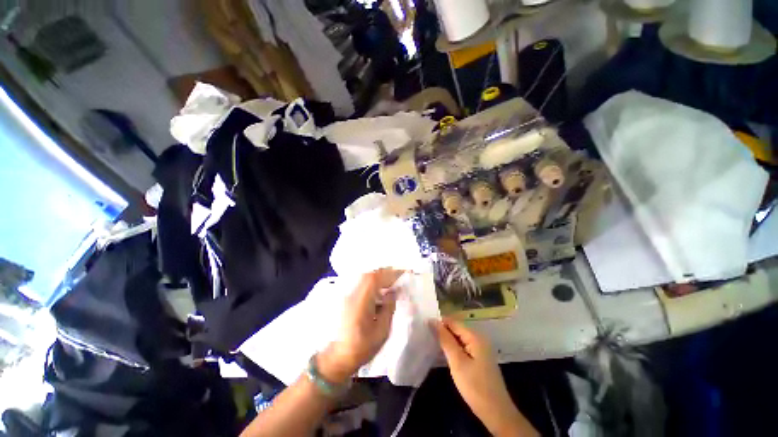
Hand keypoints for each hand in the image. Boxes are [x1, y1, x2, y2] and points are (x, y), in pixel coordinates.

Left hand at [318, 269, 402, 383]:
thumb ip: (389, 308)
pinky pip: (363, 284)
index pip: (375, 278)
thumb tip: (394, 292)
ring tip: (393, 283)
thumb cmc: (362, 347)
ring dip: (380, 278)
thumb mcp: (382, 331)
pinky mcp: (348, 299)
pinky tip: (381, 291)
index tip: (404, 273)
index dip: (390, 273)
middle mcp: (353, 294)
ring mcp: (349, 296)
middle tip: (399, 277)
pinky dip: (374, 283)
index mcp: (361, 302)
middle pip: (370, 274)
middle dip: (386, 273)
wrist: (338, 357)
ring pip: (366, 278)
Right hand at [432, 318, 537, 436]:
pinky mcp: (479, 358)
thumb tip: (433, 320)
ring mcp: (480, 349)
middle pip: (456, 329)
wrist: (496, 413)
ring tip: (431, 342)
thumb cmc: (475, 386)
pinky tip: (443, 353)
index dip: (438, 323)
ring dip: (446, 340)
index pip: (453, 322)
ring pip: (459, 338)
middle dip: (442, 331)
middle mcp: (479, 338)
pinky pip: (463, 347)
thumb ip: (445, 339)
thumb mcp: (457, 362)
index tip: (423, 327)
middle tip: (425, 336)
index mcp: (475, 336)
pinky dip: (453, 348)